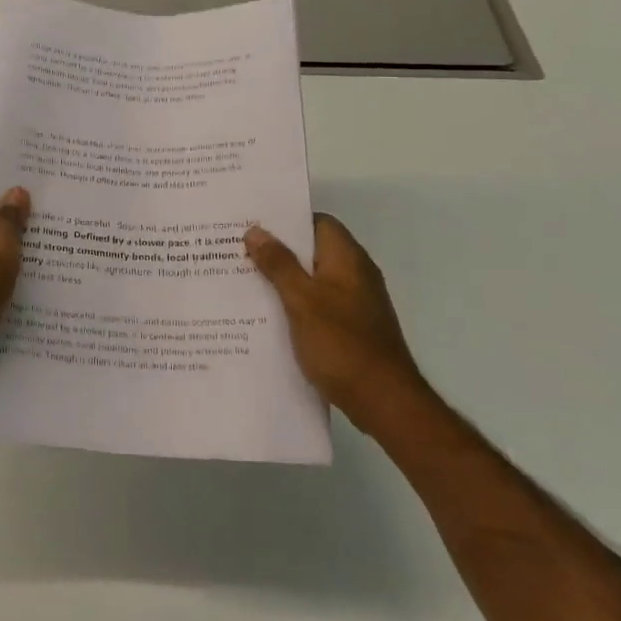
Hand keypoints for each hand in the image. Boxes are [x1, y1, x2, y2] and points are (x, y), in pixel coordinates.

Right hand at [246, 214, 435, 437]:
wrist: (383, 401)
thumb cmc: (341, 344)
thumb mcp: (301, 300)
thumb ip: (279, 264)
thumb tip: (256, 230)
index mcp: (347, 259)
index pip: (318, 222)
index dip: (287, 219)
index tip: (252, 222)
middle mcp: (355, 274)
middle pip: (313, 250)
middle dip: (278, 249)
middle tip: (238, 250)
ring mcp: (355, 303)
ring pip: (313, 278)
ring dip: (283, 278)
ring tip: (243, 279)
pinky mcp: (351, 327)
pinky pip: (317, 303)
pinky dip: (294, 303)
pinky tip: (267, 314)